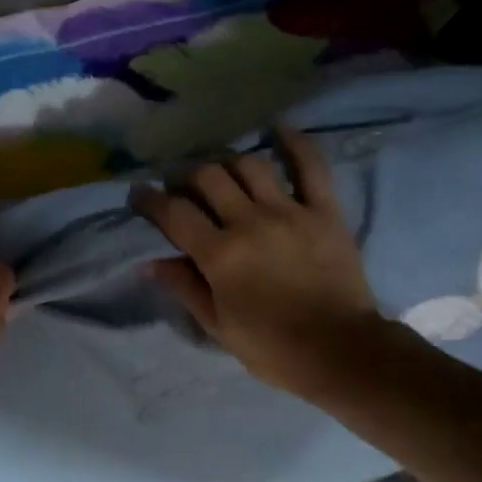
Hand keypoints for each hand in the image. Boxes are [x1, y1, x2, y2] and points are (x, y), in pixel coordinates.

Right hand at [131, 126, 403, 404]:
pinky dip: (295, 143)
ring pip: (249, 165)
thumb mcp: (217, 326)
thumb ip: (184, 288)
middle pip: (208, 177)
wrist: (342, 353)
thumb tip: (149, 263)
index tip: (139, 193)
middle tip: (182, 183)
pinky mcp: (323, 211)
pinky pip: (310, 167)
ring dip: (228, 161)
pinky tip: (278, 129)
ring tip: (222, 169)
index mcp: (219, 254)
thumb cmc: (273, 347)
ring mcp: (289, 212)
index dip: (150, 199)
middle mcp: (249, 222)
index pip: (174, 213)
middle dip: (187, 174)